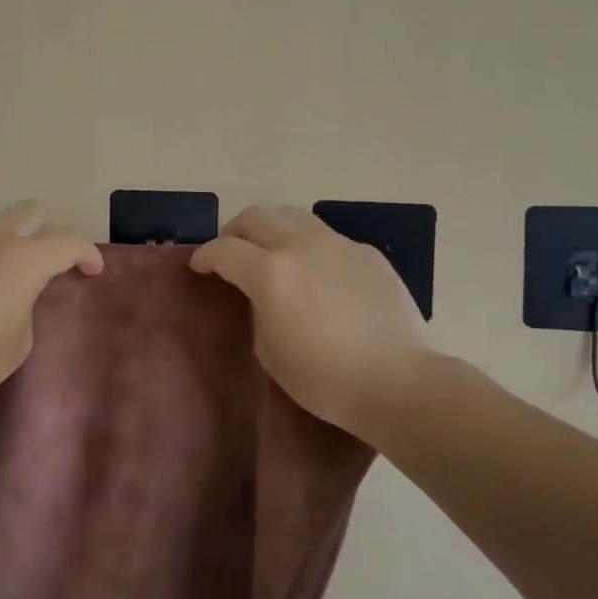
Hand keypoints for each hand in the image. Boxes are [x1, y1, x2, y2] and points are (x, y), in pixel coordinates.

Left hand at [0, 202, 103, 404]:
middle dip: (48, 231)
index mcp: (23, 259)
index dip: (87, 253)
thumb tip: (15, 296)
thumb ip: (26, 308)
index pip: (68, 242)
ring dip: (3, 248)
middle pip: (31, 212)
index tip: (92, 270)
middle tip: (49, 262)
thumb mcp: (16, 345)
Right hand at [191, 205, 440, 440]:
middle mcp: (302, 245)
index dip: (205, 256)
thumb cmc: (324, 379)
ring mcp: (339, 244)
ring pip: (293, 216)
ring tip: (271, 253)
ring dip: (272, 229)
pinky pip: (327, 237)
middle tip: (231, 252)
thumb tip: (261, 293)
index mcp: (270, 272)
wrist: (398, 382)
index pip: (224, 249)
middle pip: (256, 216)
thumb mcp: (268, 349)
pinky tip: (316, 273)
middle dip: (235, 231)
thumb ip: (257, 308)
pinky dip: (308, 246)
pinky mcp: (367, 253)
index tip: (199, 266)